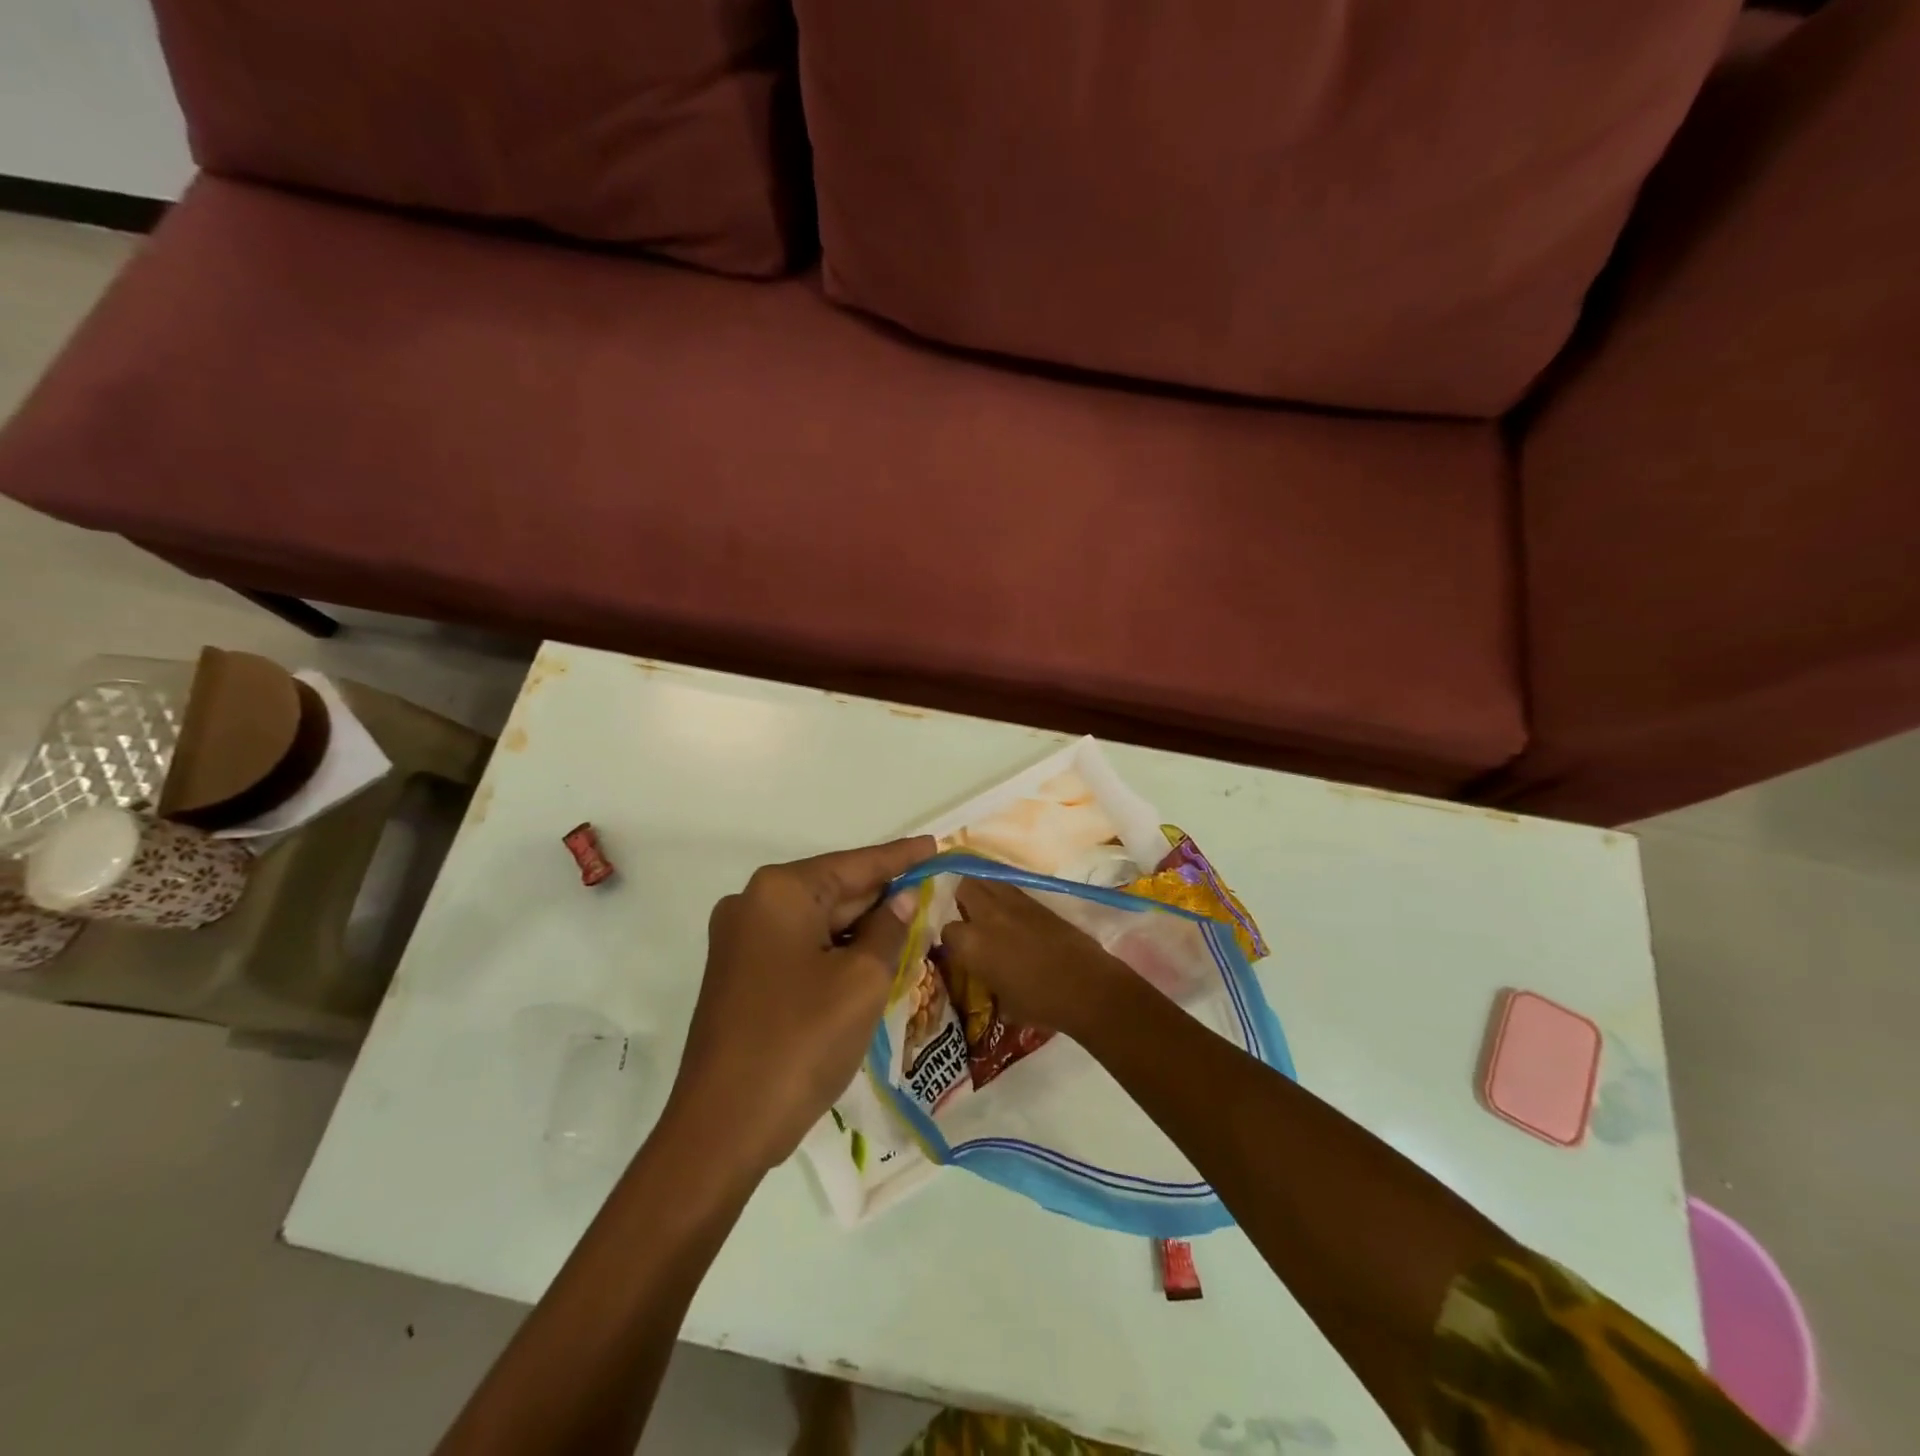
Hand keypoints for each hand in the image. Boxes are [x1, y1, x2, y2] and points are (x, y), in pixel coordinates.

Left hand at [667, 836, 935, 1173]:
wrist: (722, 1128)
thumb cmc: (800, 1042)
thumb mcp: (861, 981)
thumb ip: (888, 929)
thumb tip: (900, 899)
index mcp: (780, 892)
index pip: (856, 863)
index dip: (901, 857)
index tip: (936, 844)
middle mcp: (753, 904)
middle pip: (834, 889)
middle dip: (882, 894)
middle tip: (931, 888)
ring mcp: (740, 941)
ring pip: (817, 921)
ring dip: (861, 926)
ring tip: (912, 922)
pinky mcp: (739, 975)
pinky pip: (799, 946)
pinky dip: (835, 949)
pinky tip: (871, 957)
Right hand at [941, 877, 1136, 1039]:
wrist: (1086, 987)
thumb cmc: (1040, 1003)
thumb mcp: (1002, 1000)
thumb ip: (986, 979)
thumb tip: (985, 974)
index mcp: (972, 944)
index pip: (948, 930)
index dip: (953, 940)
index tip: (959, 949)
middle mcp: (987, 915)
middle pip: (964, 887)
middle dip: (962, 899)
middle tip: (969, 916)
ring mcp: (1014, 903)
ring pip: (988, 880)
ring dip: (984, 891)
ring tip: (989, 909)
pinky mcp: (1037, 900)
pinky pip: (1011, 888)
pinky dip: (1006, 896)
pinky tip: (1013, 914)